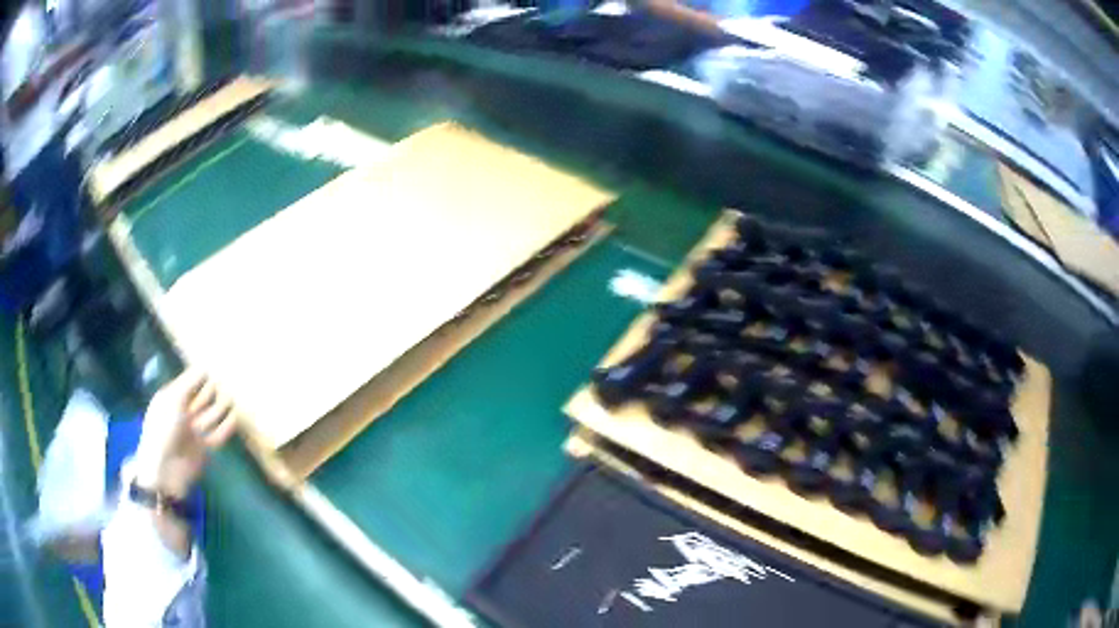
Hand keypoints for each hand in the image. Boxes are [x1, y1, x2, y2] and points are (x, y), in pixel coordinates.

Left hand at [133, 370, 236, 498]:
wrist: (165, 469)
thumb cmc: (164, 428)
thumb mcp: (173, 399)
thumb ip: (189, 382)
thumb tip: (204, 367)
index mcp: (171, 399)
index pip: (188, 383)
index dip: (200, 375)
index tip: (215, 366)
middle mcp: (182, 414)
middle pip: (200, 399)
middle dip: (211, 390)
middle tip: (228, 379)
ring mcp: (193, 432)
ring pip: (210, 416)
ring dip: (220, 407)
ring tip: (233, 397)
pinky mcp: (203, 449)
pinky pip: (217, 435)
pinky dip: (226, 427)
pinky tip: (235, 417)